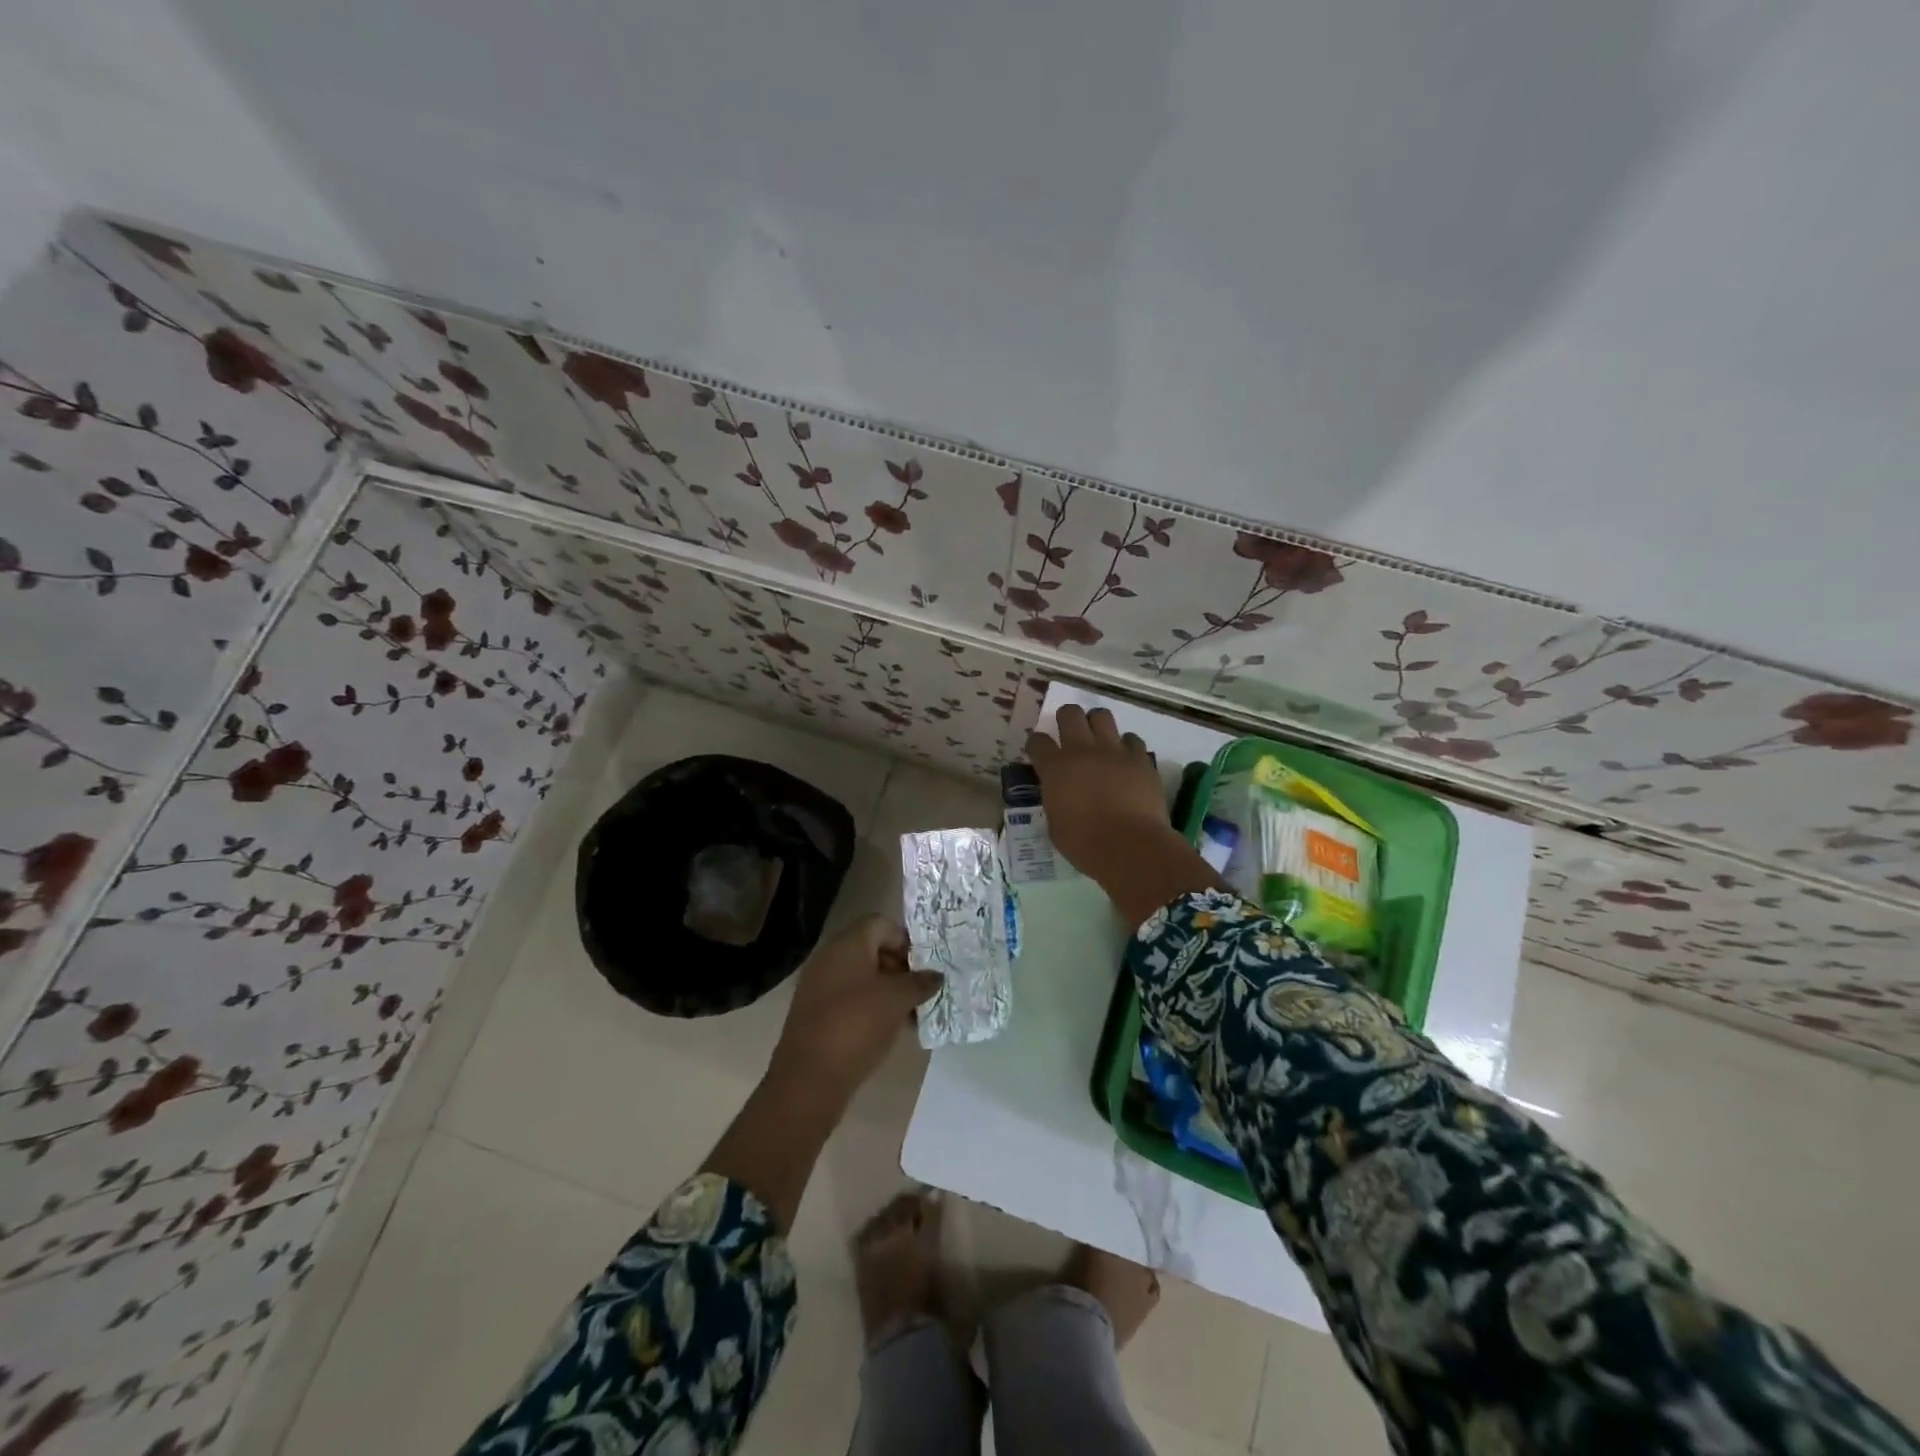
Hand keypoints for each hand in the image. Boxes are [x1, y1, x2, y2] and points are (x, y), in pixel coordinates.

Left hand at [769, 916, 941, 1107]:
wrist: (809, 1079)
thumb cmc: (857, 1026)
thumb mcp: (897, 1001)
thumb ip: (920, 983)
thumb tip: (936, 975)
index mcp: (847, 944)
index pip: (881, 924)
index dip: (905, 941)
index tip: (924, 966)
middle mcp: (830, 957)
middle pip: (872, 949)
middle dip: (900, 968)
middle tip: (921, 991)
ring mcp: (820, 985)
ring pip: (862, 977)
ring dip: (888, 990)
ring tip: (911, 1015)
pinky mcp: (816, 1012)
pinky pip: (850, 998)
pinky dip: (871, 1007)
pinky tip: (890, 1029)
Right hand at [1025, 705, 1177, 876]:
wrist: (1130, 846)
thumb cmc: (1085, 843)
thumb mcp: (1055, 824)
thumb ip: (1055, 800)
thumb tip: (1059, 794)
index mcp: (1055, 768)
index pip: (1037, 741)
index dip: (1036, 744)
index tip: (1039, 752)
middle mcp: (1082, 750)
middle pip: (1070, 714)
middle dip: (1065, 719)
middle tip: (1068, 732)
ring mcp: (1114, 751)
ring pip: (1102, 716)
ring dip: (1096, 723)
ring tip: (1098, 738)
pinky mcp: (1140, 759)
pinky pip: (1131, 740)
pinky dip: (1126, 746)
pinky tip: (1125, 759)